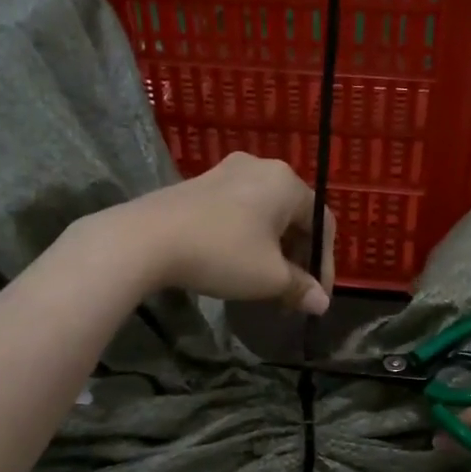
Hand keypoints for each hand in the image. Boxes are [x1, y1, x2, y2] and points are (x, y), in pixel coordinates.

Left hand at [116, 154, 336, 312]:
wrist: (147, 238)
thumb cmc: (222, 253)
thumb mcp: (268, 278)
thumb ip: (300, 288)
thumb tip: (321, 304)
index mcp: (286, 183)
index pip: (322, 224)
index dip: (324, 264)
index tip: (316, 297)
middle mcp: (261, 168)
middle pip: (293, 216)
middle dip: (297, 257)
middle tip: (291, 293)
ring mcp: (226, 172)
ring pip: (264, 214)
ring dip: (272, 250)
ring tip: (265, 282)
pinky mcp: (199, 184)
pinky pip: (238, 211)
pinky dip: (247, 238)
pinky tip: (236, 262)